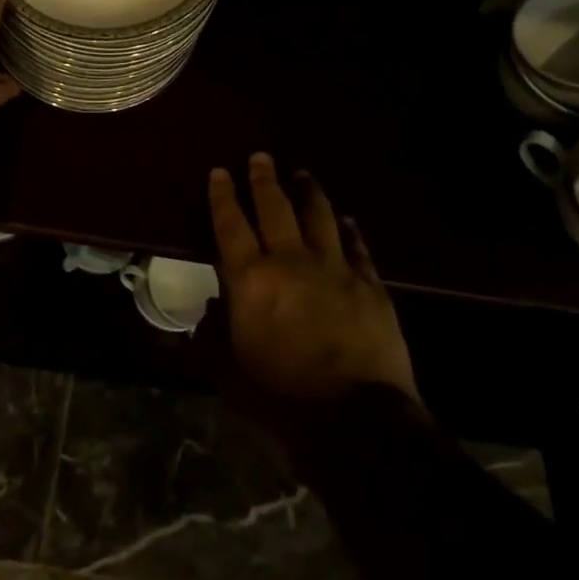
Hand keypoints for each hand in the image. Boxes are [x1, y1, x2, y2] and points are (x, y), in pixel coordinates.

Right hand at [208, 153, 422, 408]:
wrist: (355, 422)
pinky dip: (349, 230)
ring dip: (308, 192)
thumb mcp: (229, 373)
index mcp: (251, 280)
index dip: (223, 197)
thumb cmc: (281, 399)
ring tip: (302, 175)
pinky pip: (358, 246)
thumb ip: (214, 336)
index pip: (230, 225)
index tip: (221, 172)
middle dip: (264, 180)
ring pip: (320, 216)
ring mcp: (335, 269)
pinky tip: (347, 221)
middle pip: (275, 208)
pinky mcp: (370, 285)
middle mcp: (291, 262)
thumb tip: (207, 310)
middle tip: (261, 158)